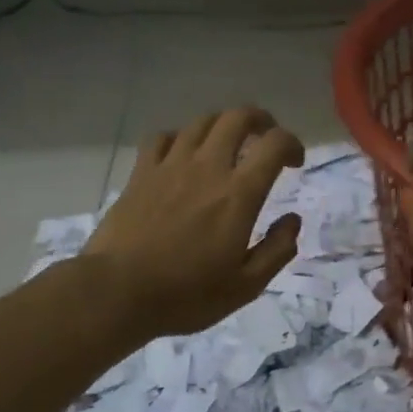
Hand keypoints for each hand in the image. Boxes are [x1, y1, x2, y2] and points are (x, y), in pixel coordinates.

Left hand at [84, 107, 304, 336]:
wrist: (117, 292)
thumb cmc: (186, 294)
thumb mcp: (246, 286)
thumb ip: (277, 250)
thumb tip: (293, 221)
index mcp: (238, 194)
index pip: (274, 144)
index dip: (292, 144)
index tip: (295, 163)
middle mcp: (207, 168)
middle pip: (237, 118)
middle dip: (260, 120)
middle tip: (265, 139)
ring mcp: (170, 166)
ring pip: (201, 122)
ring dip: (222, 126)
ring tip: (227, 145)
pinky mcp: (141, 173)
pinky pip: (162, 137)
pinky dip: (180, 138)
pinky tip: (182, 155)